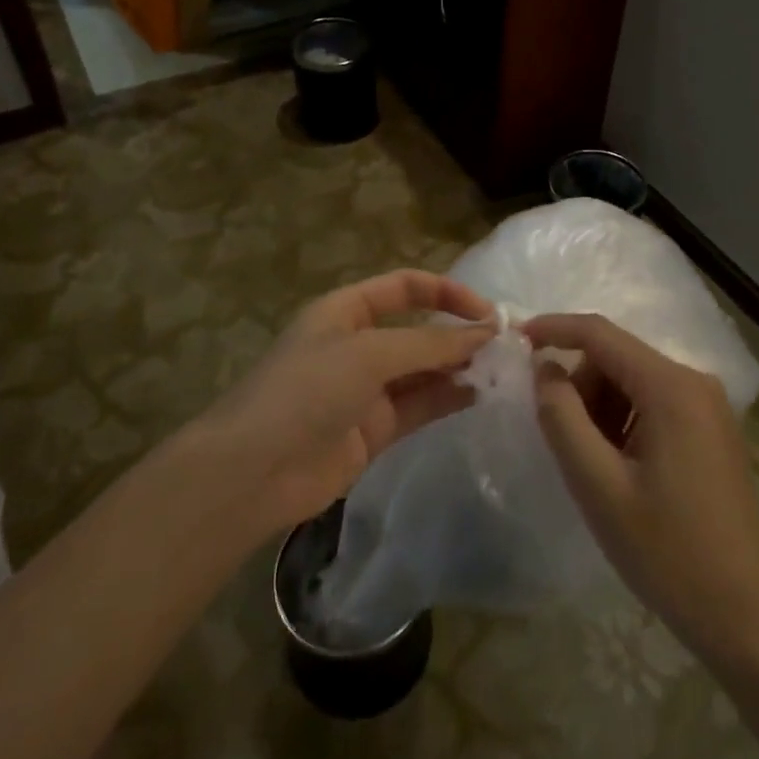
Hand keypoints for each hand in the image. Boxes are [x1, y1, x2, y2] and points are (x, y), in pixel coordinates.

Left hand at [196, 270, 493, 539]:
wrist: (254, 471)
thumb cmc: (306, 391)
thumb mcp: (369, 353)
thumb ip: (430, 344)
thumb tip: (485, 332)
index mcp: (346, 310)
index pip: (405, 287)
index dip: (446, 291)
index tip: (487, 312)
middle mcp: (358, 344)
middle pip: (417, 329)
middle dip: (457, 333)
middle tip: (504, 345)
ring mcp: (366, 389)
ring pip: (423, 370)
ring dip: (457, 366)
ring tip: (500, 370)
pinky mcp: (374, 429)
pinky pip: (419, 406)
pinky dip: (447, 399)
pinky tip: (478, 396)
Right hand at [525, 314, 758, 664]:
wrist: (745, 616)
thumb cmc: (667, 551)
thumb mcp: (597, 485)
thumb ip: (562, 417)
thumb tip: (544, 368)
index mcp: (671, 387)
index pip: (600, 334)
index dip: (555, 329)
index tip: (516, 340)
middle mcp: (695, 383)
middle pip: (618, 360)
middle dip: (581, 387)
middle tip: (566, 445)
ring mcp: (709, 408)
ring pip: (634, 383)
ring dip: (602, 411)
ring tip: (597, 468)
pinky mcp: (712, 432)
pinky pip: (655, 405)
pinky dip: (625, 424)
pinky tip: (622, 472)